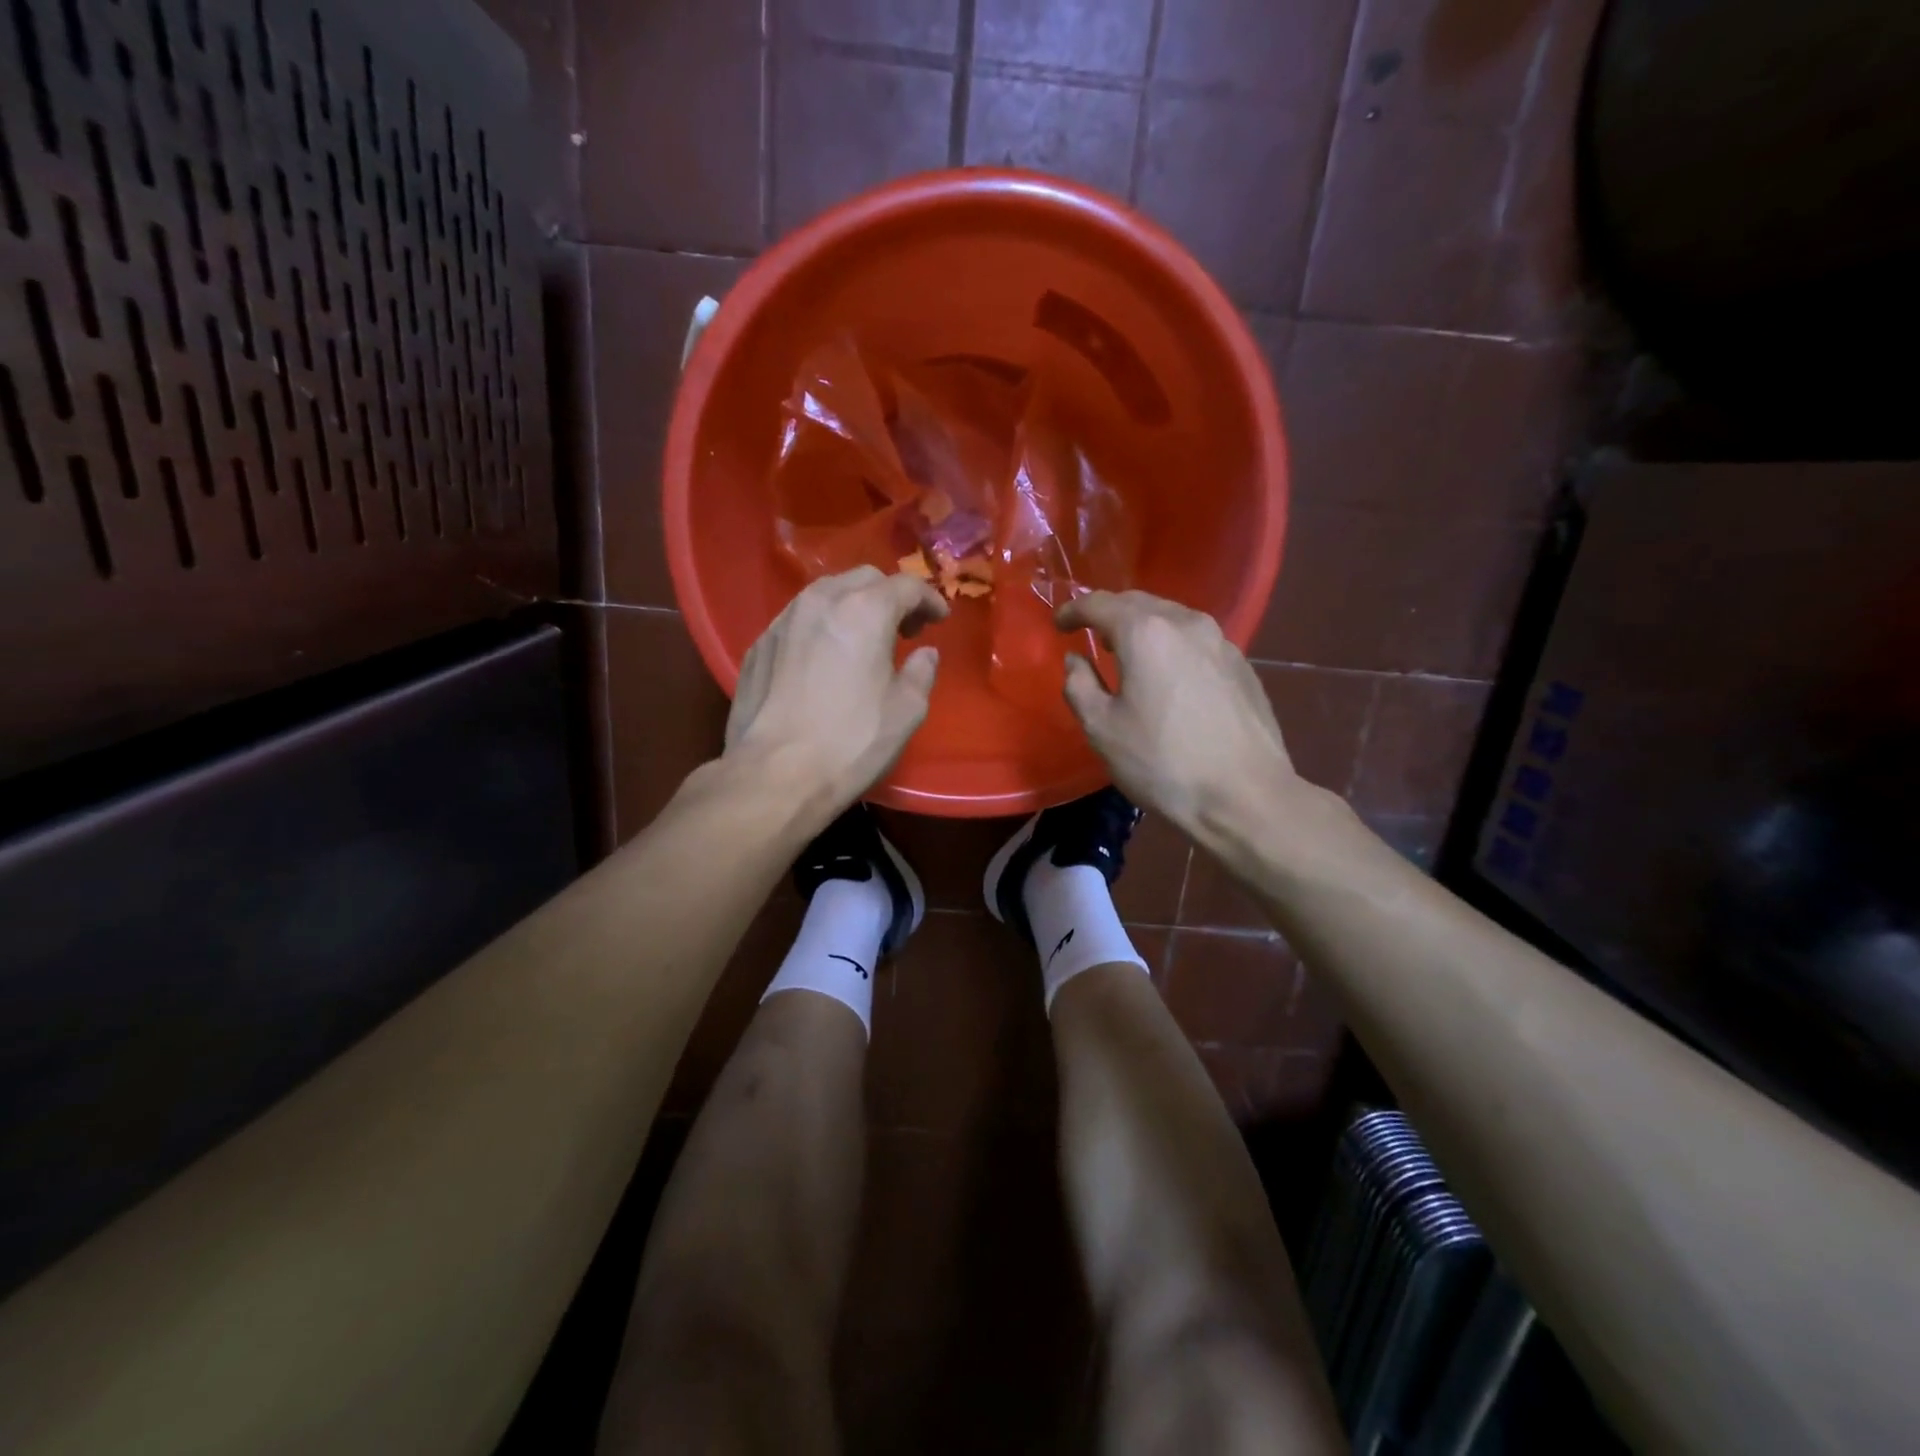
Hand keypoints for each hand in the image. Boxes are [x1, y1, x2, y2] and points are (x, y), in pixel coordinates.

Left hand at [726, 566, 948, 808]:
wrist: (774, 774)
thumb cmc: (851, 741)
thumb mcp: (906, 710)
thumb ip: (922, 672)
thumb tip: (924, 653)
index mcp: (864, 611)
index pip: (906, 586)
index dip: (929, 599)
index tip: (939, 619)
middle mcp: (820, 602)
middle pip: (863, 579)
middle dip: (889, 596)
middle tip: (904, 629)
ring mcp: (783, 621)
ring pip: (825, 593)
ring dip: (852, 606)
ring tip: (863, 639)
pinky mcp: (759, 645)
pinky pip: (798, 620)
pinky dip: (820, 627)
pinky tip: (824, 658)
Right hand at [1057, 591, 1304, 838]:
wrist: (1246, 796)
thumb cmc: (1163, 762)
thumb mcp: (1102, 729)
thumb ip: (1079, 685)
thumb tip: (1076, 660)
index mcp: (1145, 632)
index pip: (1100, 604)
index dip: (1074, 610)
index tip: (1059, 624)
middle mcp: (1186, 623)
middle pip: (1139, 603)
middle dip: (1110, 613)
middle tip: (1091, 634)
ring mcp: (1221, 642)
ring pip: (1172, 618)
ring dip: (1144, 627)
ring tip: (1128, 652)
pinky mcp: (1242, 665)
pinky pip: (1196, 641)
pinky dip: (1172, 645)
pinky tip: (1169, 674)